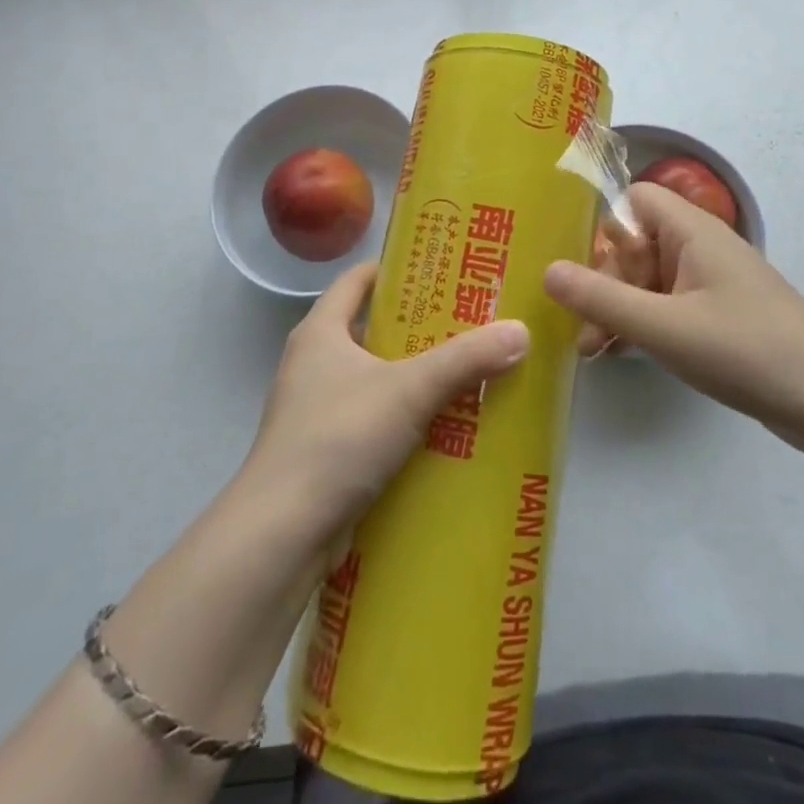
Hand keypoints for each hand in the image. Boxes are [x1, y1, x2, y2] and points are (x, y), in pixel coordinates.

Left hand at [242, 262, 530, 542]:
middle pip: (370, 329)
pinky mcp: (326, 452)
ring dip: (415, 377)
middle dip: (418, 327)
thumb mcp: (409, 390)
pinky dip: (405, 420)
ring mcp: (316, 411)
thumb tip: (521, 330)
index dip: (394, 269)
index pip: (356, 280)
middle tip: (471, 321)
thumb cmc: (338, 438)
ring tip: (468, 372)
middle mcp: (313, 364)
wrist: (282, 535)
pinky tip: (446, 428)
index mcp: (320, 332)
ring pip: (375, 379)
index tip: (439, 268)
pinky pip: (374, 421)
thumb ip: (465, 359)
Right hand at [545, 184, 803, 453]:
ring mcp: (712, 283)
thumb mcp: (664, 327)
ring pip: (648, 279)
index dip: (606, 229)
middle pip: (636, 244)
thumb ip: (601, 299)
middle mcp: (700, 247)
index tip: (585, 271)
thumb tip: (547, 270)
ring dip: (619, 308)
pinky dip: (642, 323)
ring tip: (595, 350)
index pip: (635, 200)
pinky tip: (621, 354)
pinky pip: (667, 305)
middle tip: (587, 331)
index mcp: (692, 231)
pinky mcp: (719, 315)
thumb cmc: (745, 350)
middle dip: (605, 283)